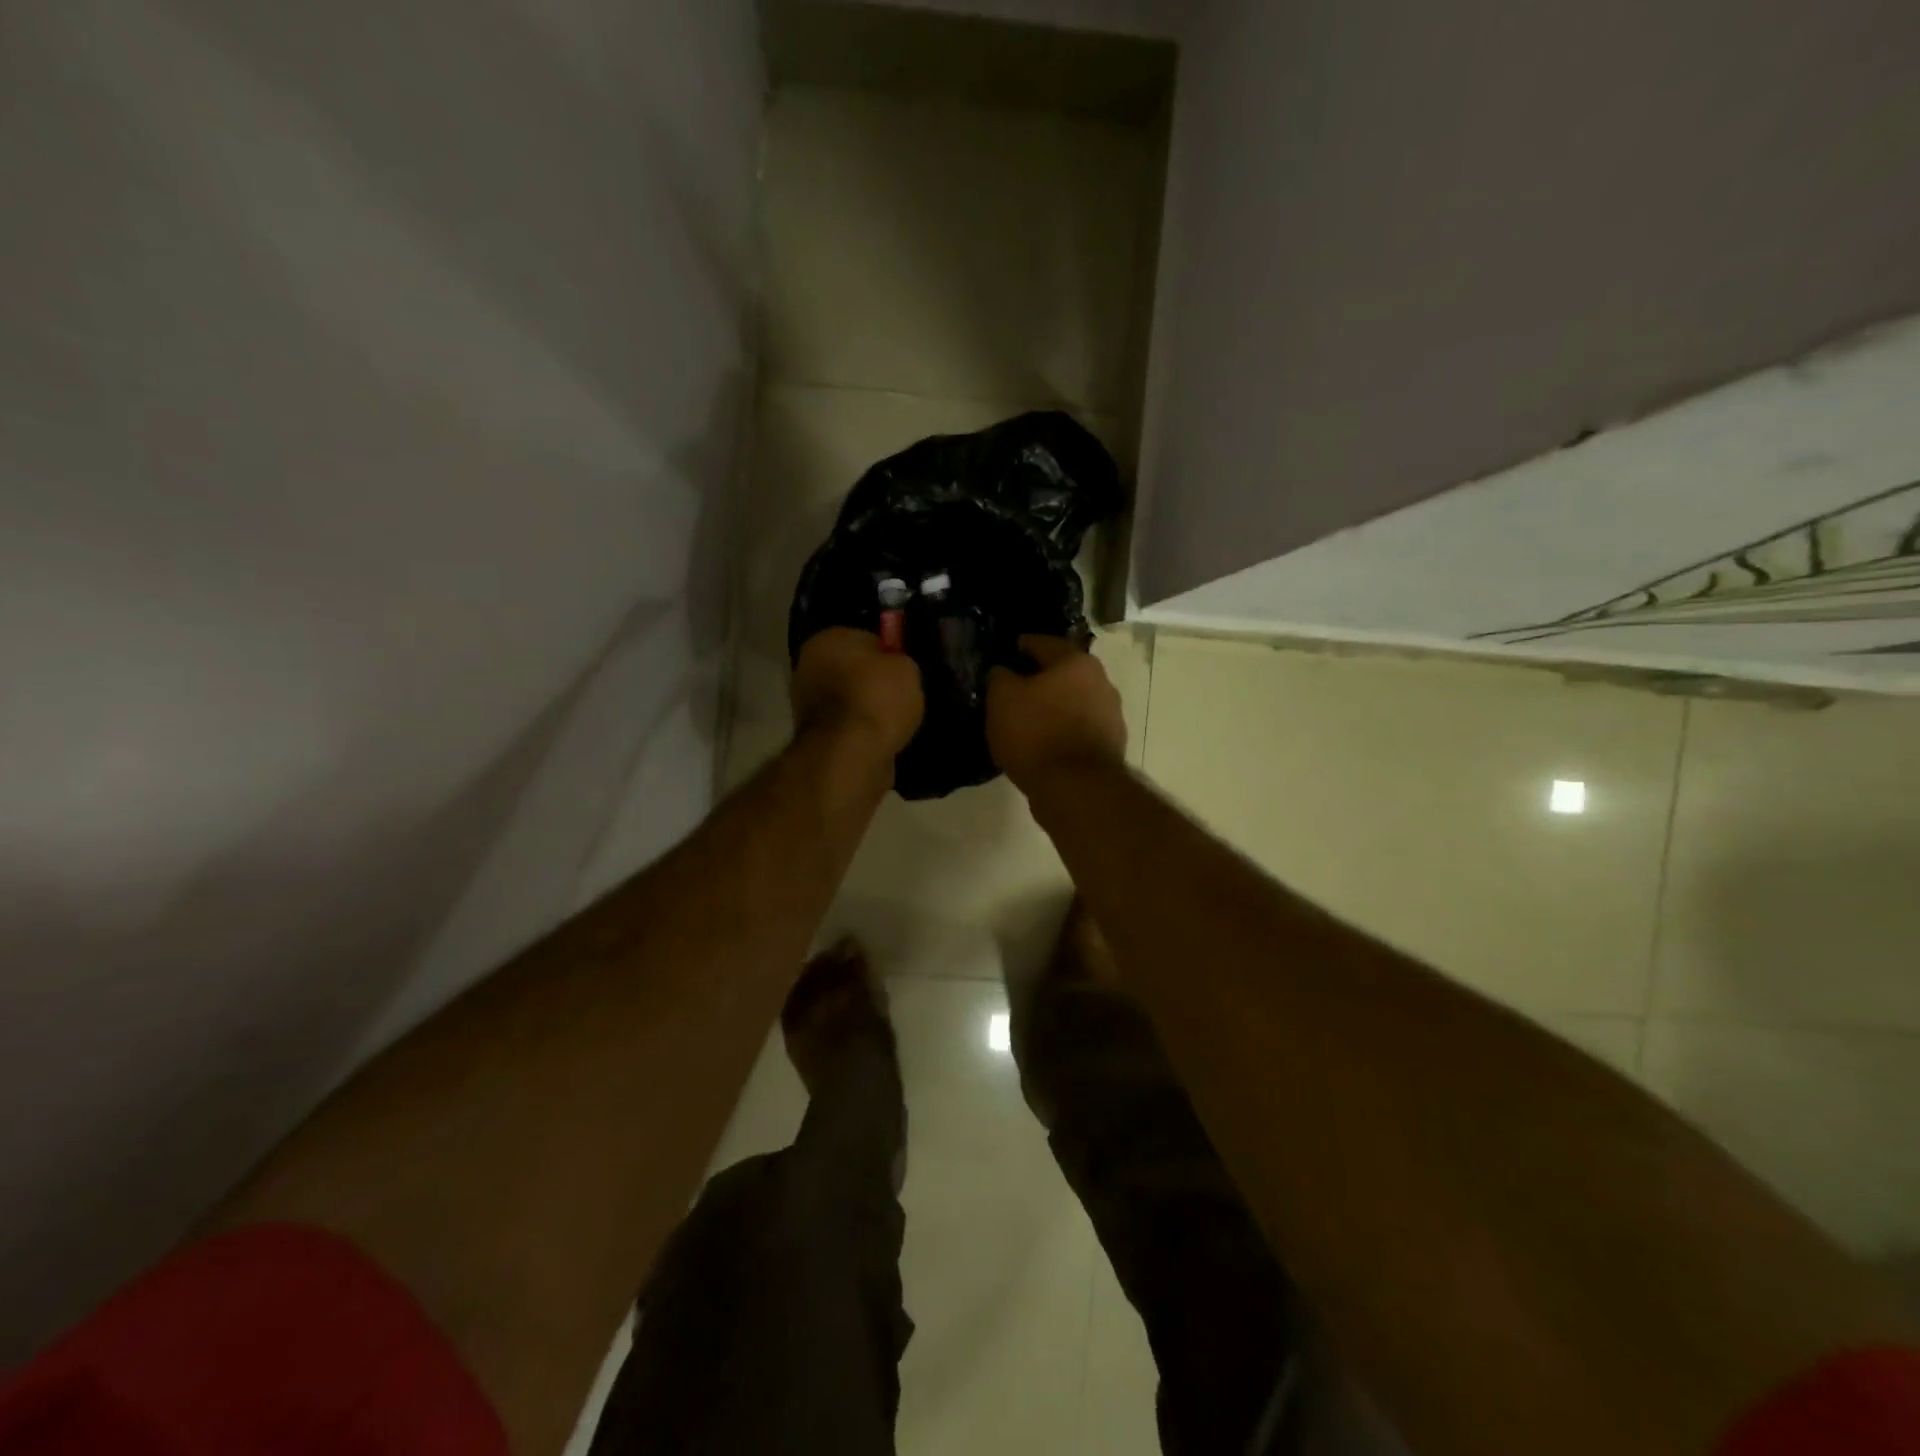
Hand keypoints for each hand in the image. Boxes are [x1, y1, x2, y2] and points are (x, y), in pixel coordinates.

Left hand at [792, 627, 925, 757]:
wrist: (850, 754)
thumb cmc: (878, 699)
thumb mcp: (906, 669)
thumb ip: (899, 663)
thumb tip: (892, 668)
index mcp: (828, 639)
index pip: (864, 639)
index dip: (887, 654)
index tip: (902, 672)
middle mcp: (808, 666)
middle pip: (850, 670)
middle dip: (871, 682)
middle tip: (900, 697)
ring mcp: (804, 703)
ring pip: (846, 700)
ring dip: (864, 709)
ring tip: (893, 723)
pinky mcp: (811, 736)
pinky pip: (845, 726)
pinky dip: (859, 732)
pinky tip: (879, 739)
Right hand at [986, 635, 1126, 789]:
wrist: (1076, 788)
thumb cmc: (1036, 733)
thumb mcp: (1002, 700)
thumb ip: (1000, 678)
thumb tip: (1004, 672)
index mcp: (1076, 662)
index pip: (1045, 643)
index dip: (1024, 645)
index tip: (1011, 650)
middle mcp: (1101, 682)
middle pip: (1066, 673)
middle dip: (1043, 678)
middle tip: (1018, 687)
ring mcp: (1111, 715)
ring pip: (1075, 702)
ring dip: (1056, 706)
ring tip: (1030, 718)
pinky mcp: (1111, 746)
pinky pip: (1080, 729)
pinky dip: (1064, 730)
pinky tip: (1046, 742)